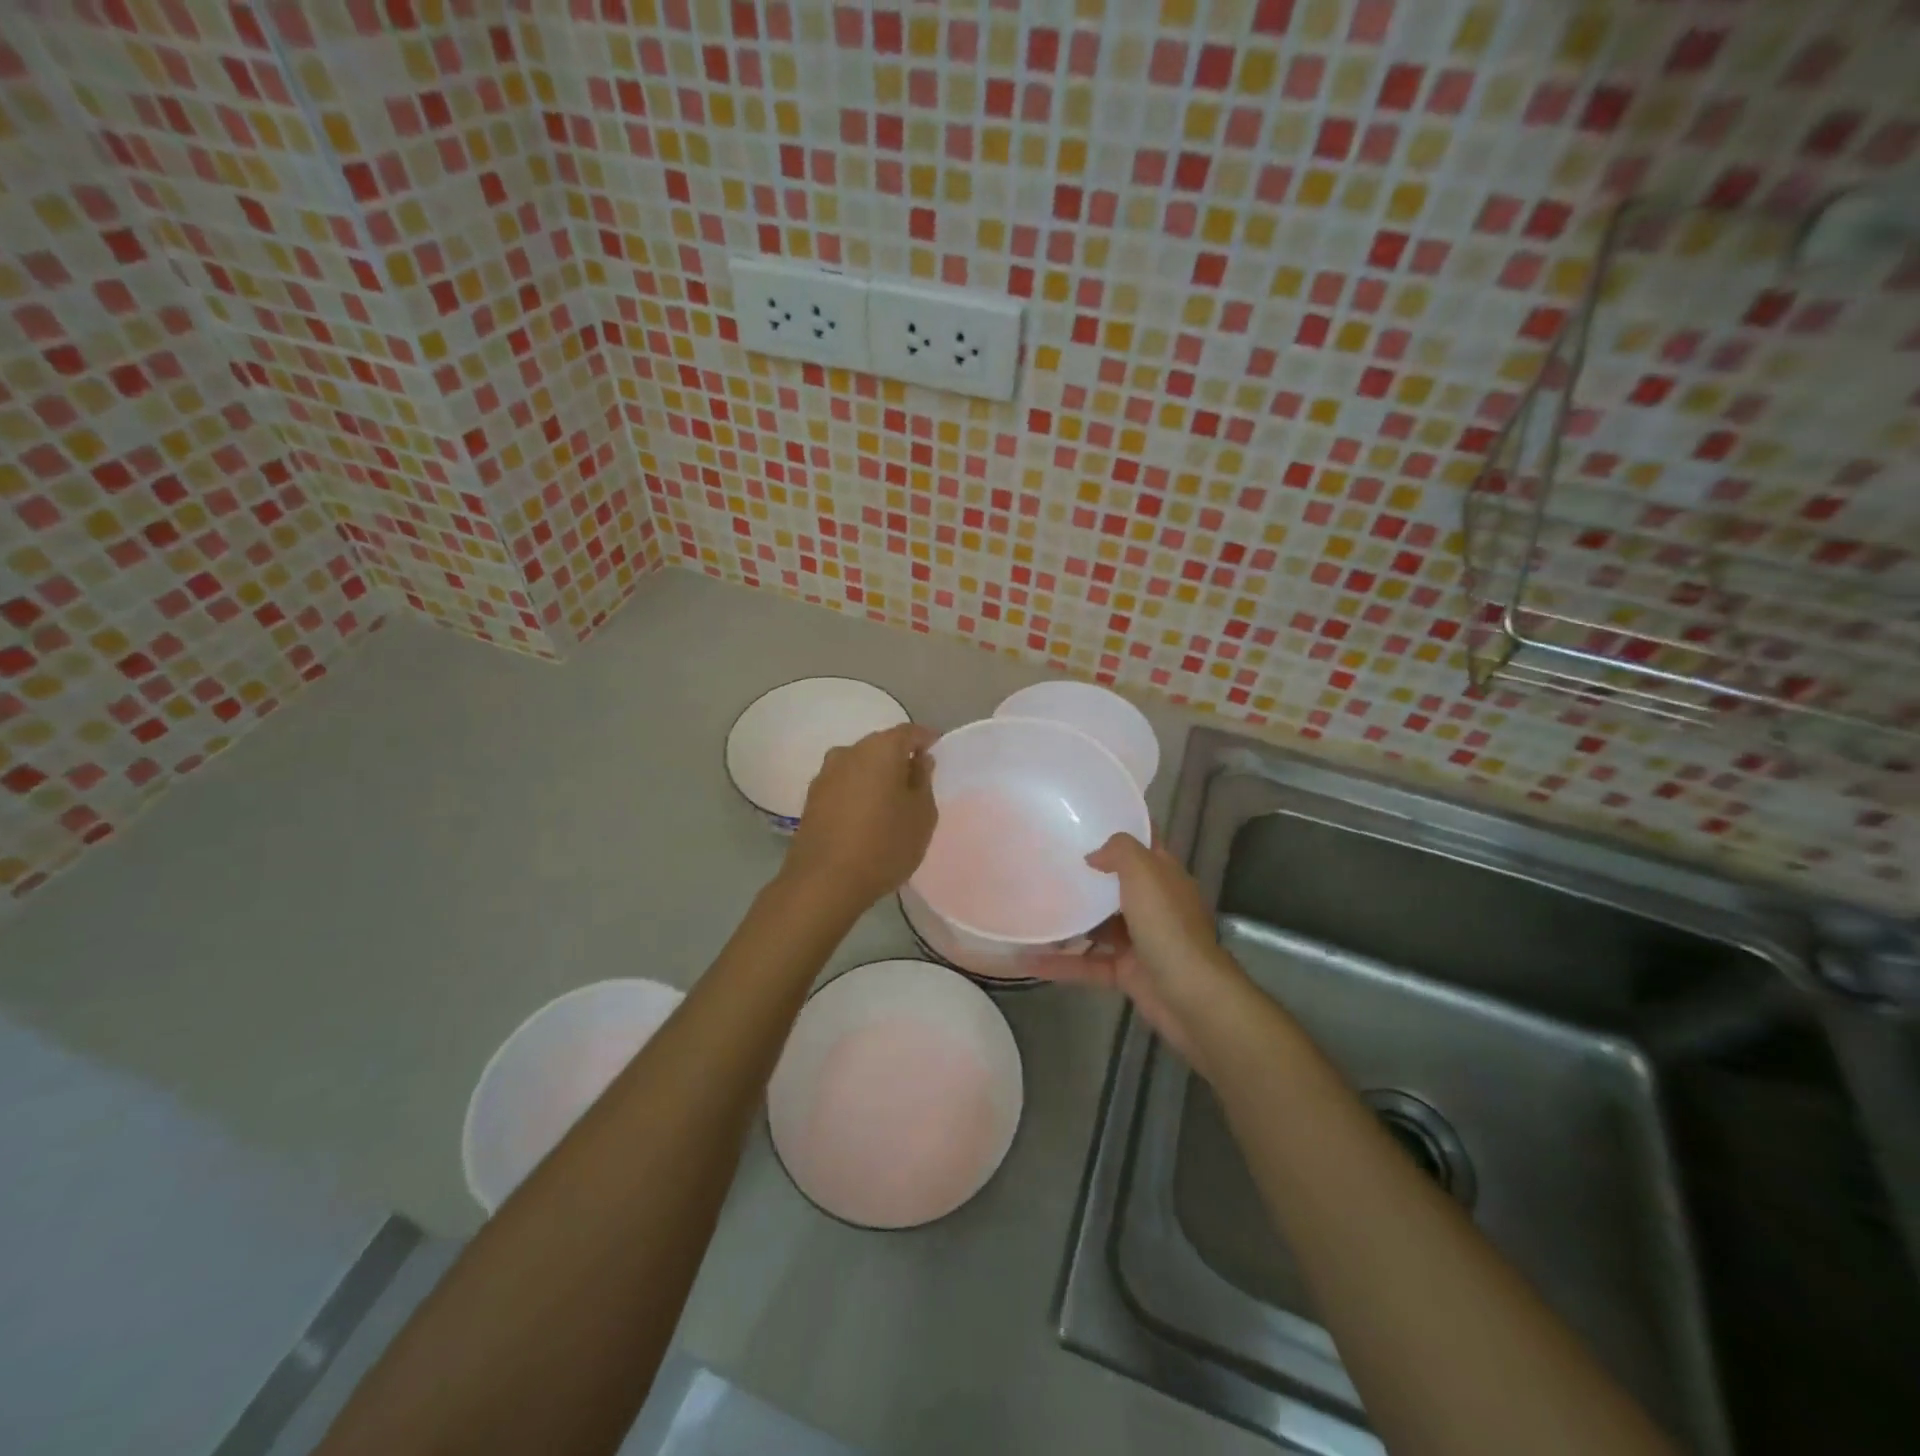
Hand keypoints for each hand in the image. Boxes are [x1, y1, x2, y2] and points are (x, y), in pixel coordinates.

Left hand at [783, 723, 938, 910]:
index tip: (937, 751)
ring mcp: (825, 775)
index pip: (909, 732)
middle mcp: (849, 752)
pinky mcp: (812, 799)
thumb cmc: (884, 844)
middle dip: (899, 758)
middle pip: (881, 746)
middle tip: (917, 781)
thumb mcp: (921, 815)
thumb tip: (919, 761)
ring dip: (876, 776)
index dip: (926, 740)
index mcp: (880, 749)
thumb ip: (923, 781)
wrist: (824, 882)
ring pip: (859, 765)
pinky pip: (843, 785)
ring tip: (891, 801)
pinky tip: (866, 816)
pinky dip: (858, 792)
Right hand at [1025, 832, 1248, 1068]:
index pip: (1144, 845)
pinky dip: (1061, 963)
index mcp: (1165, 877)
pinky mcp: (1126, 973)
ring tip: (1032, 908)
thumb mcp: (1145, 874)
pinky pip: (1087, 964)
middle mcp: (1154, 906)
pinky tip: (1029, 960)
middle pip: (1116, 885)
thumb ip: (1120, 851)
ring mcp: (1140, 941)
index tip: (1084, 821)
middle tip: (1047, 862)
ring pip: (1099, 926)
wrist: (1191, 997)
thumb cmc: (1168, 927)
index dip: (1120, 830)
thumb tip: (1094, 855)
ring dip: (1069, 921)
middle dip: (1087, 876)